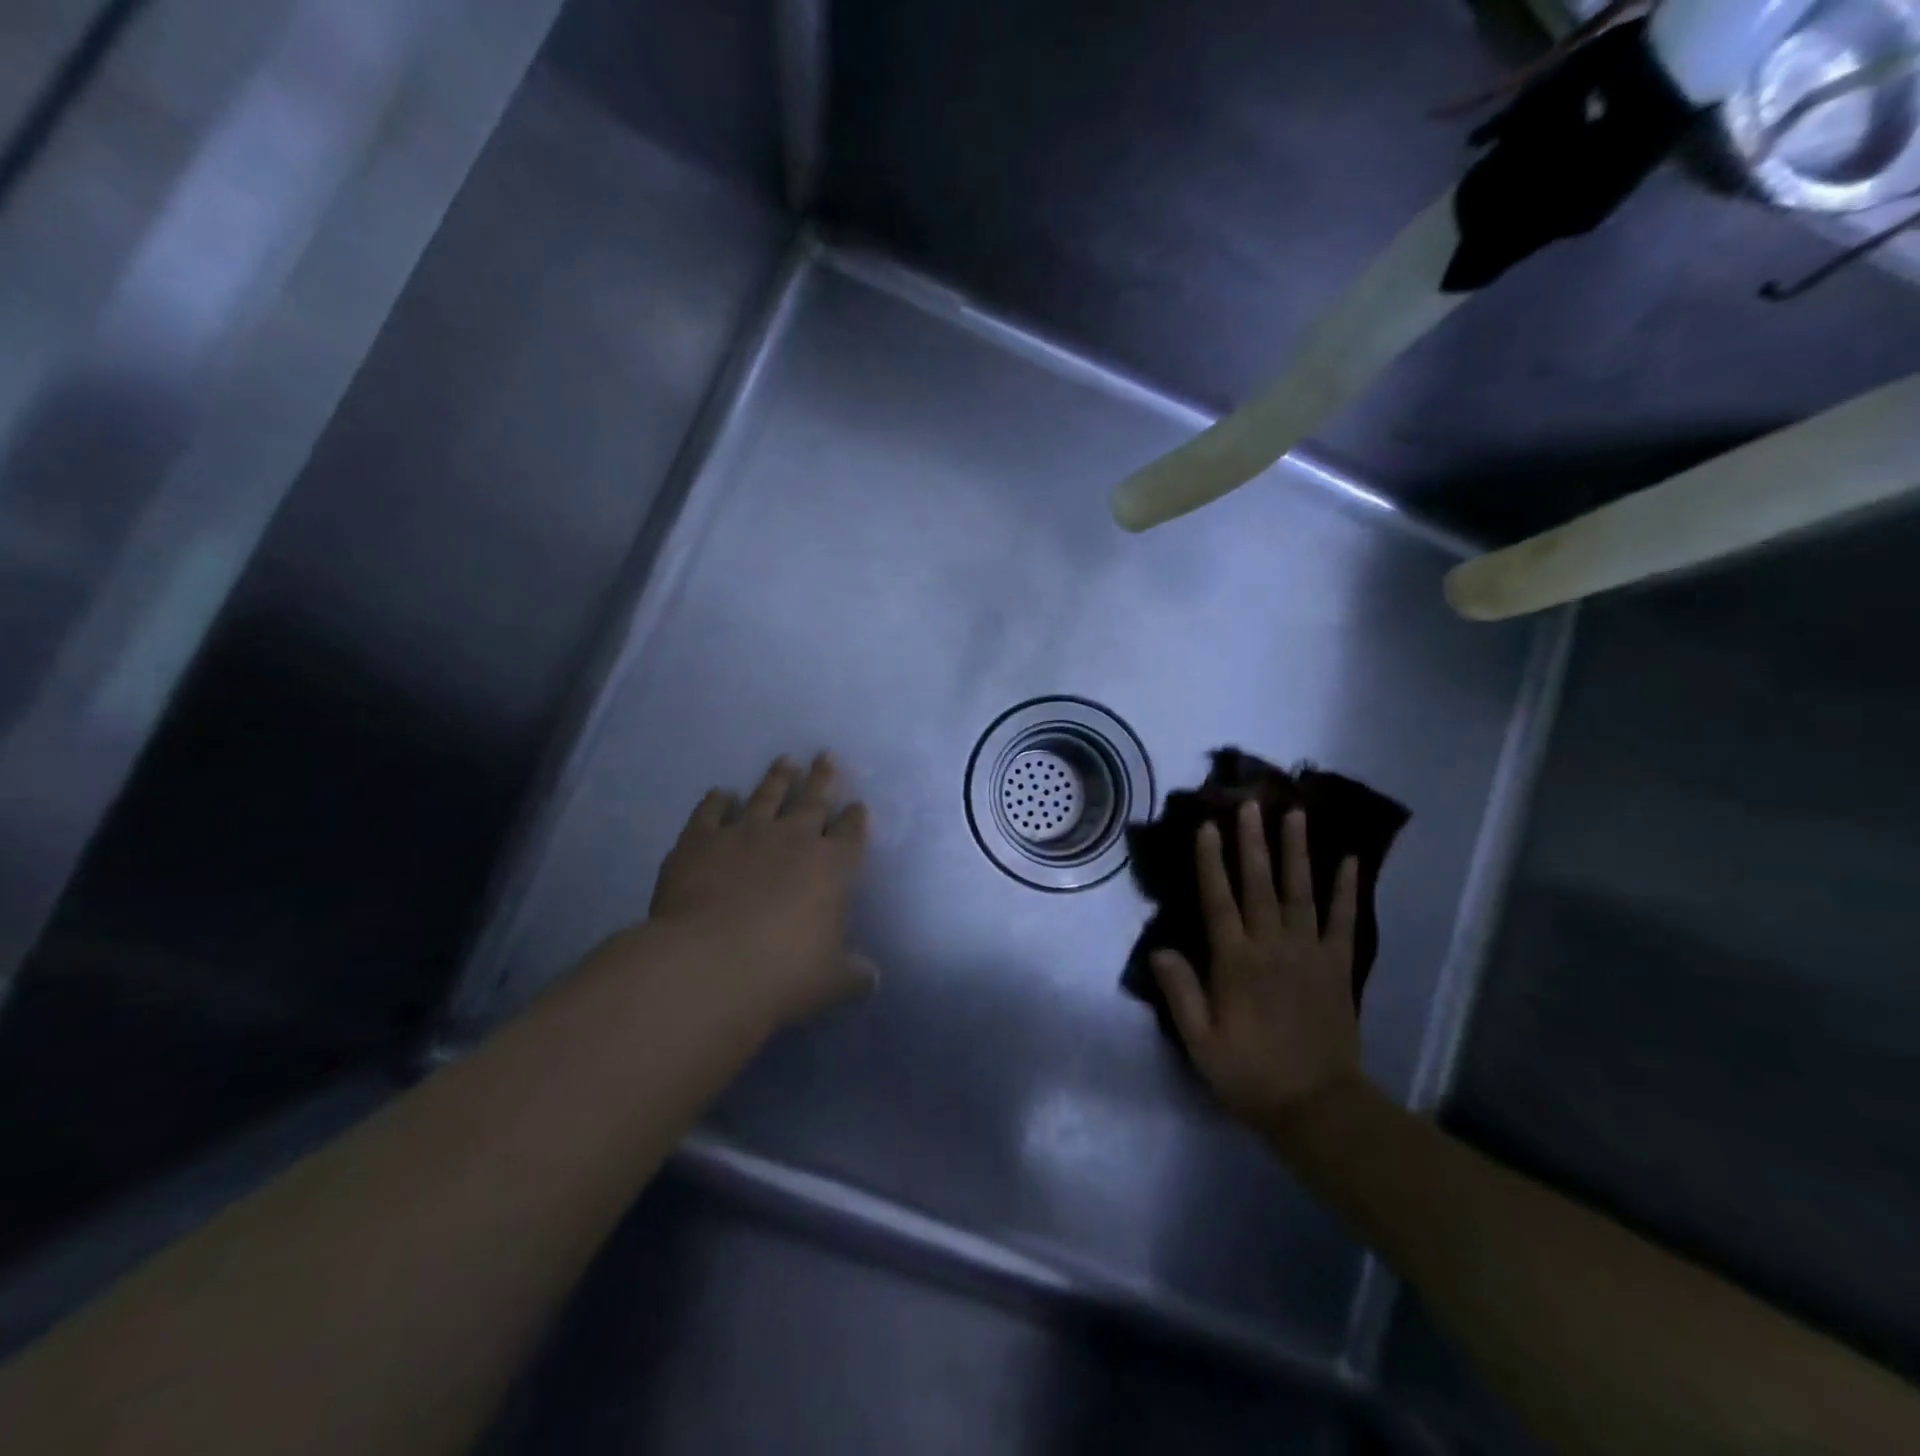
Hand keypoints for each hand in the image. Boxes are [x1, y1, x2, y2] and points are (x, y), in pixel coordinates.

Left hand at [647, 754, 877, 1024]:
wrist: (711, 964)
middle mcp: (793, 839)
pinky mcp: (701, 840)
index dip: (856, 818)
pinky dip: (716, 801)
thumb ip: (855, 975)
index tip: (858, 804)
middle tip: (825, 755)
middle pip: (813, 800)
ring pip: (766, 795)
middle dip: (822, 778)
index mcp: (832, 867)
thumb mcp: (833, 981)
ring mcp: (745, 833)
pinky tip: (719, 793)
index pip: (850, 833)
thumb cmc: (785, 973)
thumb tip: (873, 980)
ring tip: (785, 761)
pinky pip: (710, 812)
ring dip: (777, 778)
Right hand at [1151, 802, 1363, 1125]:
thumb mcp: (1200, 1041)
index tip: (1207, 827)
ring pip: (1300, 892)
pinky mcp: (1337, 966)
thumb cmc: (1249, 1073)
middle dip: (1252, 842)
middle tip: (1250, 804)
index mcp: (1234, 962)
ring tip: (1294, 815)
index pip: (1218, 901)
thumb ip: (1180, 991)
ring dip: (1296, 851)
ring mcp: (1308, 953)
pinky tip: (1350, 860)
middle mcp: (1271, 946)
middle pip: (1259, 885)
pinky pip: (1343, 921)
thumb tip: (1158, 948)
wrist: (1317, 1107)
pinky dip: (1346, 889)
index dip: (1210, 862)